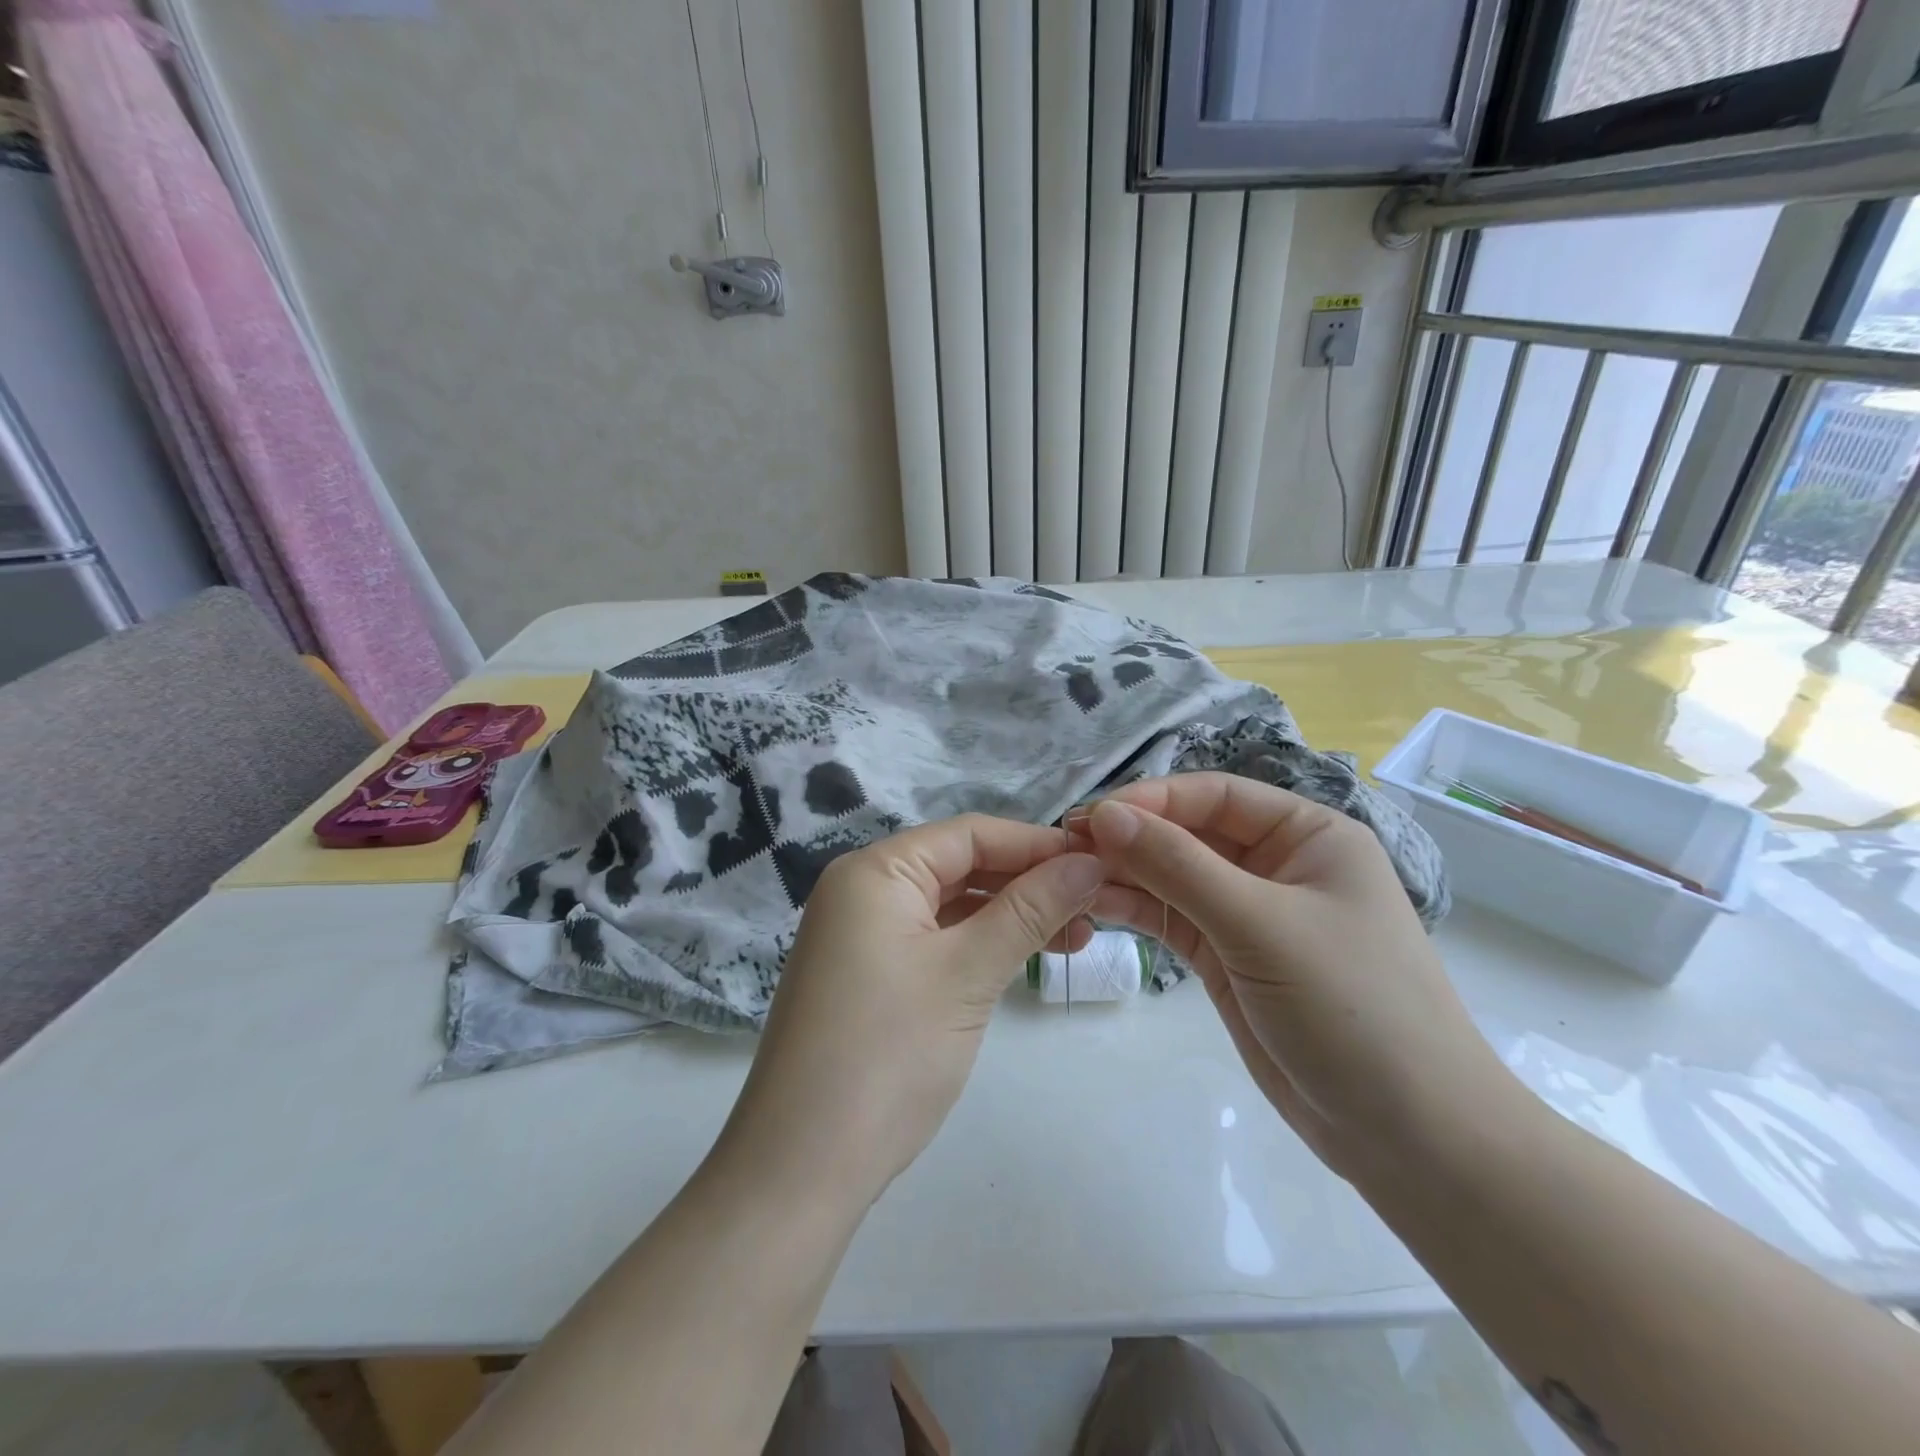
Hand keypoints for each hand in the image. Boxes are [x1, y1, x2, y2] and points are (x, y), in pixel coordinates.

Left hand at [711, 815, 1105, 1210]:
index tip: (1100, 863)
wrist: (801, 1168)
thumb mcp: (967, 973)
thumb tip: (1089, 863)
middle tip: (1096, 907)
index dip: (1037, 845)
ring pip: (951, 905)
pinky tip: (1023, 957)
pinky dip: (979, 945)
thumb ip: (1029, 910)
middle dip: (1028, 882)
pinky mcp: (868, 976)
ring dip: (1010, 916)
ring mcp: (861, 935)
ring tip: (1077, 938)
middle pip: (960, 866)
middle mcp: (863, 890)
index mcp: (875, 871)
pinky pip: (934, 940)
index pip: (970, 834)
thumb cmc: (888, 1054)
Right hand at [1079, 775, 1518, 1180]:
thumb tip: (1104, 815)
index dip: (1151, 800)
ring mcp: (1250, 913)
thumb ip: (1178, 866)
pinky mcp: (1228, 957)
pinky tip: (1094, 905)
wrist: (1408, 1136)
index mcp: (1307, 835)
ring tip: (1069, 878)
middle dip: (1132, 838)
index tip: (1090, 817)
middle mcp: (1277, 864)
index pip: (1216, 796)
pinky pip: (1174, 918)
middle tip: (1065, 848)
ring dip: (1126, 874)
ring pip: (1175, 877)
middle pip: (1190, 833)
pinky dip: (1137, 910)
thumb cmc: (1351, 1007)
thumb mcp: (1261, 925)